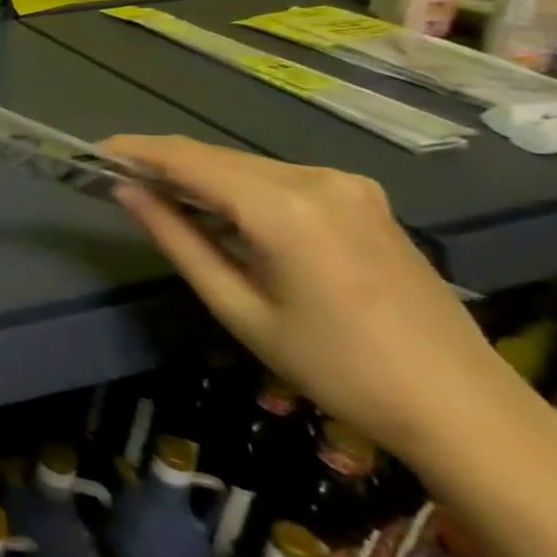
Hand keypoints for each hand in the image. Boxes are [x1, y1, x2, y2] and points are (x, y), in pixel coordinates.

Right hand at [102, 134, 518, 458]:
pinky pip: (279, 178)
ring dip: (201, 175)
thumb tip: (127, 193)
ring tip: (160, 196)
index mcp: (284, 209)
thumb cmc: (335, 367)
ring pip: (247, 165)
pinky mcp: (364, 198)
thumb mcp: (239, 308)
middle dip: (164, 163)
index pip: (190, 160)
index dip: (137, 150)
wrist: (462, 405)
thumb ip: (178, 241)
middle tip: (117, 178)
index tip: (94, 151)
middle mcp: (318, 180)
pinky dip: (238, 186)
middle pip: (218, 157)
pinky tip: (220, 210)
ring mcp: (348, 186)